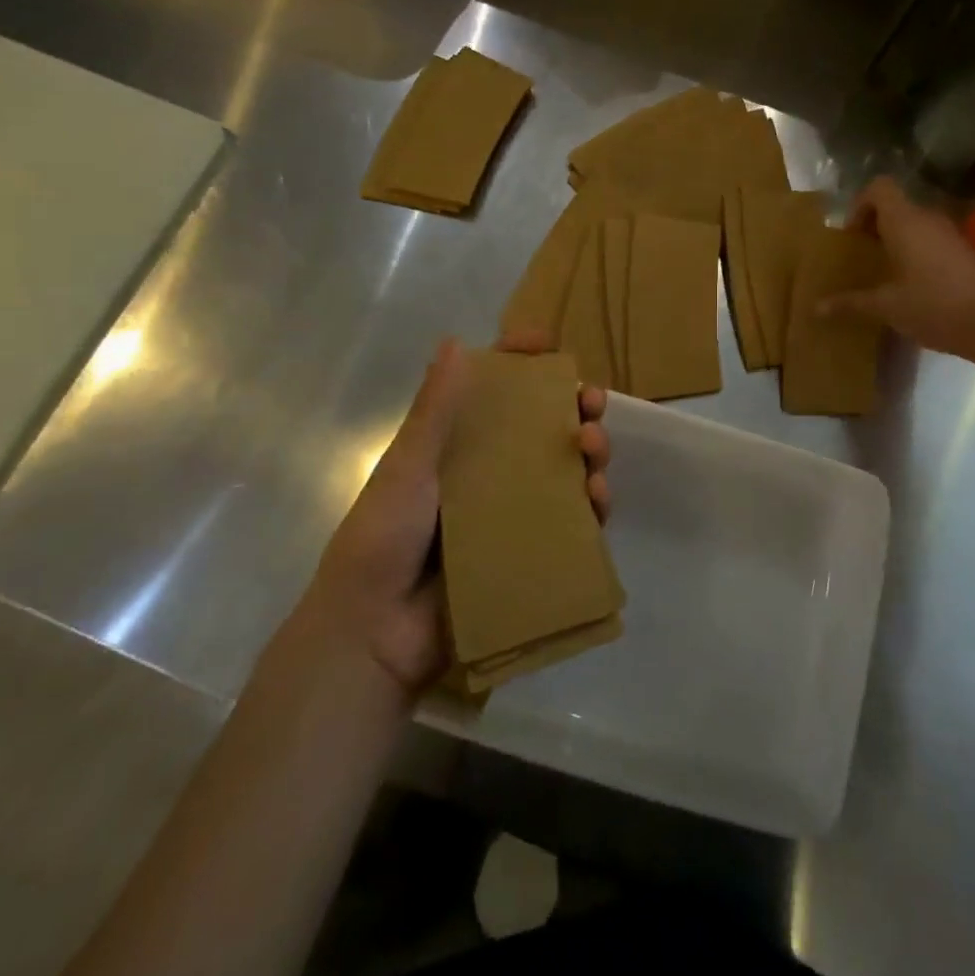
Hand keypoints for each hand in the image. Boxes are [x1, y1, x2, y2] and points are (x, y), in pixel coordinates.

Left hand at [311, 330, 609, 696]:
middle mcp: (489, 471)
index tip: (546, 343)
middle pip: (542, 427)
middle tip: (591, 400)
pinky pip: (572, 522)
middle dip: (573, 407)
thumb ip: (434, 411)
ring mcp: (512, 512)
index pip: (493, 391)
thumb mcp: (407, 468)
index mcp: (456, 445)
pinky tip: (599, 498)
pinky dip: (592, 505)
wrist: (375, 634)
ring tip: (594, 446)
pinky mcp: (530, 551)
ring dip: (589, 451)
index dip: (521, 363)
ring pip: (565, 470)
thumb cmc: (383, 538)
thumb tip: (456, 341)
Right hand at [820, 176, 974, 358]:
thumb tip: (816, 308)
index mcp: (904, 222)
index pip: (879, 188)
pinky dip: (916, 254)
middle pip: (896, 207)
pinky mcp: (965, 253)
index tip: (851, 236)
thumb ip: (851, 303)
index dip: (860, 205)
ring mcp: (951, 235)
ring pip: (915, 225)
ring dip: (896, 241)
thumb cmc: (933, 305)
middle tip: (861, 256)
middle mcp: (928, 220)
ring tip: (883, 272)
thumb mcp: (886, 307)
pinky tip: (910, 286)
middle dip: (875, 227)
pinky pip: (931, 242)